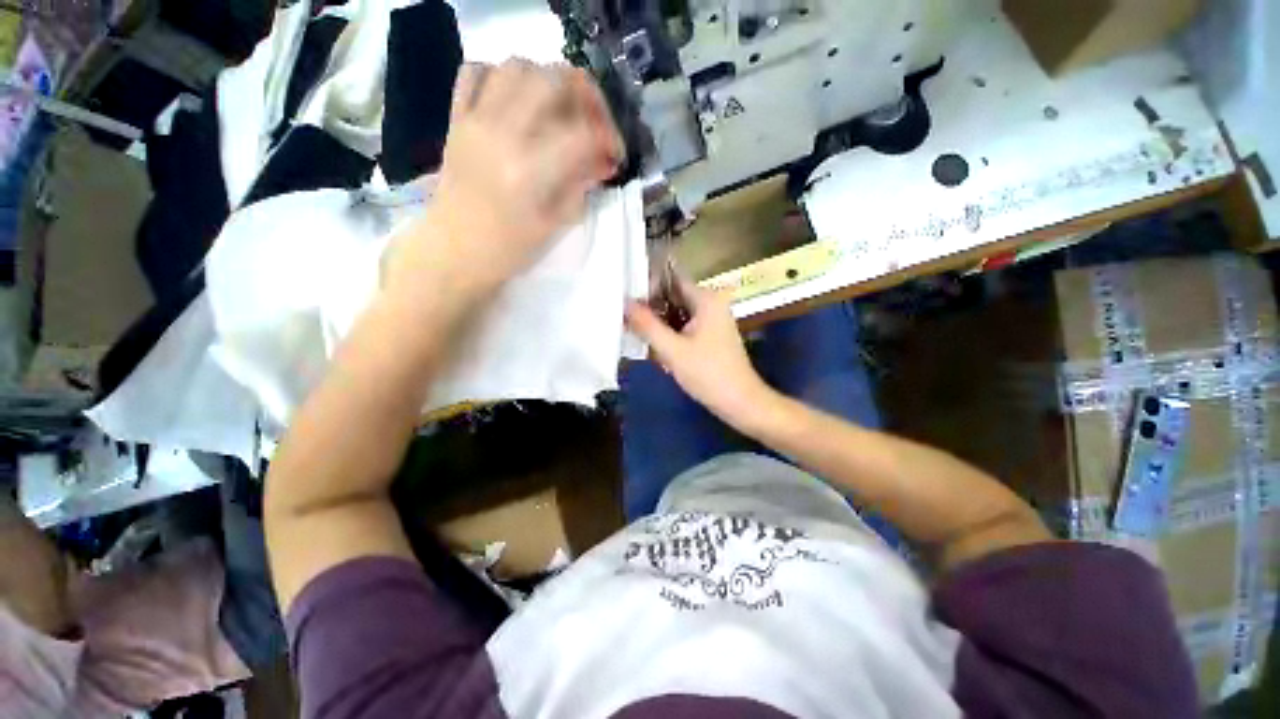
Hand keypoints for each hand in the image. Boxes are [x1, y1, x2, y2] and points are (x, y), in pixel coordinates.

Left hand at [385, 60, 622, 300]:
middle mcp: (504, 133)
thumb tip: (602, 161)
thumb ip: (580, 185)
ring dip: (547, 80)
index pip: (583, 133)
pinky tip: (516, 100)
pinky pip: (476, 72)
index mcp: (531, 170)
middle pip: (554, 80)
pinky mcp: (457, 118)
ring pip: (518, 66)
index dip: (609, 139)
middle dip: (587, 97)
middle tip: (594, 123)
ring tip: (559, 109)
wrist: (455, 250)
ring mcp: (476, 119)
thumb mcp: (554, 224)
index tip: (614, 157)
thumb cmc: (509, 248)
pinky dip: (501, 76)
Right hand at [625, 279, 775, 430]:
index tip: (625, 295)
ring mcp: (710, 320)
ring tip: (634, 332)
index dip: (647, 284)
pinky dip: (668, 333)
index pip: (671, 278)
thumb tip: (624, 302)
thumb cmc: (708, 374)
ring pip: (675, 313)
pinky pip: (683, 327)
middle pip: (672, 296)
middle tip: (624, 318)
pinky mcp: (709, 335)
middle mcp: (709, 303)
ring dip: (657, 323)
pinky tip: (653, 347)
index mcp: (705, 299)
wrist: (740, 402)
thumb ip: (647, 325)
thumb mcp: (673, 350)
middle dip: (650, 307)